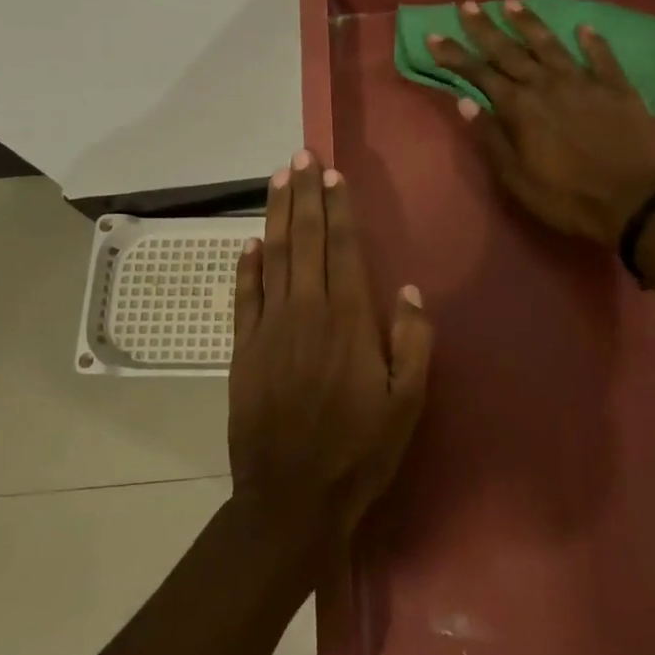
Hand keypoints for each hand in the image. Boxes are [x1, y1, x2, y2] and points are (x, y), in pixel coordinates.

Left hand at [228, 151, 434, 542]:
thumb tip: (407, 291)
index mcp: (349, 321)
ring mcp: (268, 329)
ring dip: (276, 214)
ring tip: (278, 178)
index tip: (333, 175)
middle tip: (301, 156)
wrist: (290, 498)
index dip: (338, 208)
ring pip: (272, 256)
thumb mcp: (406, 404)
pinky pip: (243, 295)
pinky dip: (246, 264)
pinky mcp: (243, 349)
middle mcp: (306, 312)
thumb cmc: (358, 452)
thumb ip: (412, 343)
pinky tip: (251, 241)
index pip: (342, 249)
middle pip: (304, 240)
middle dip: (304, 195)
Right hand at [426, 0, 654, 246]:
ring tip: (512, 3)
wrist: (633, 201)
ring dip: (529, 24)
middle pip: (510, 51)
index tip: (434, 35)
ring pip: (551, 45)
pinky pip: (602, 57)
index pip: (479, 74)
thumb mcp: (517, 178)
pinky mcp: (617, 88)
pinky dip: (592, 41)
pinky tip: (584, 27)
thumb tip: (465, 102)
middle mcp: (548, 85)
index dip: (455, 55)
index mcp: (520, 108)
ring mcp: (585, 82)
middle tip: (467, 5)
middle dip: (485, 28)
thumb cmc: (566, 197)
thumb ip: (491, 137)